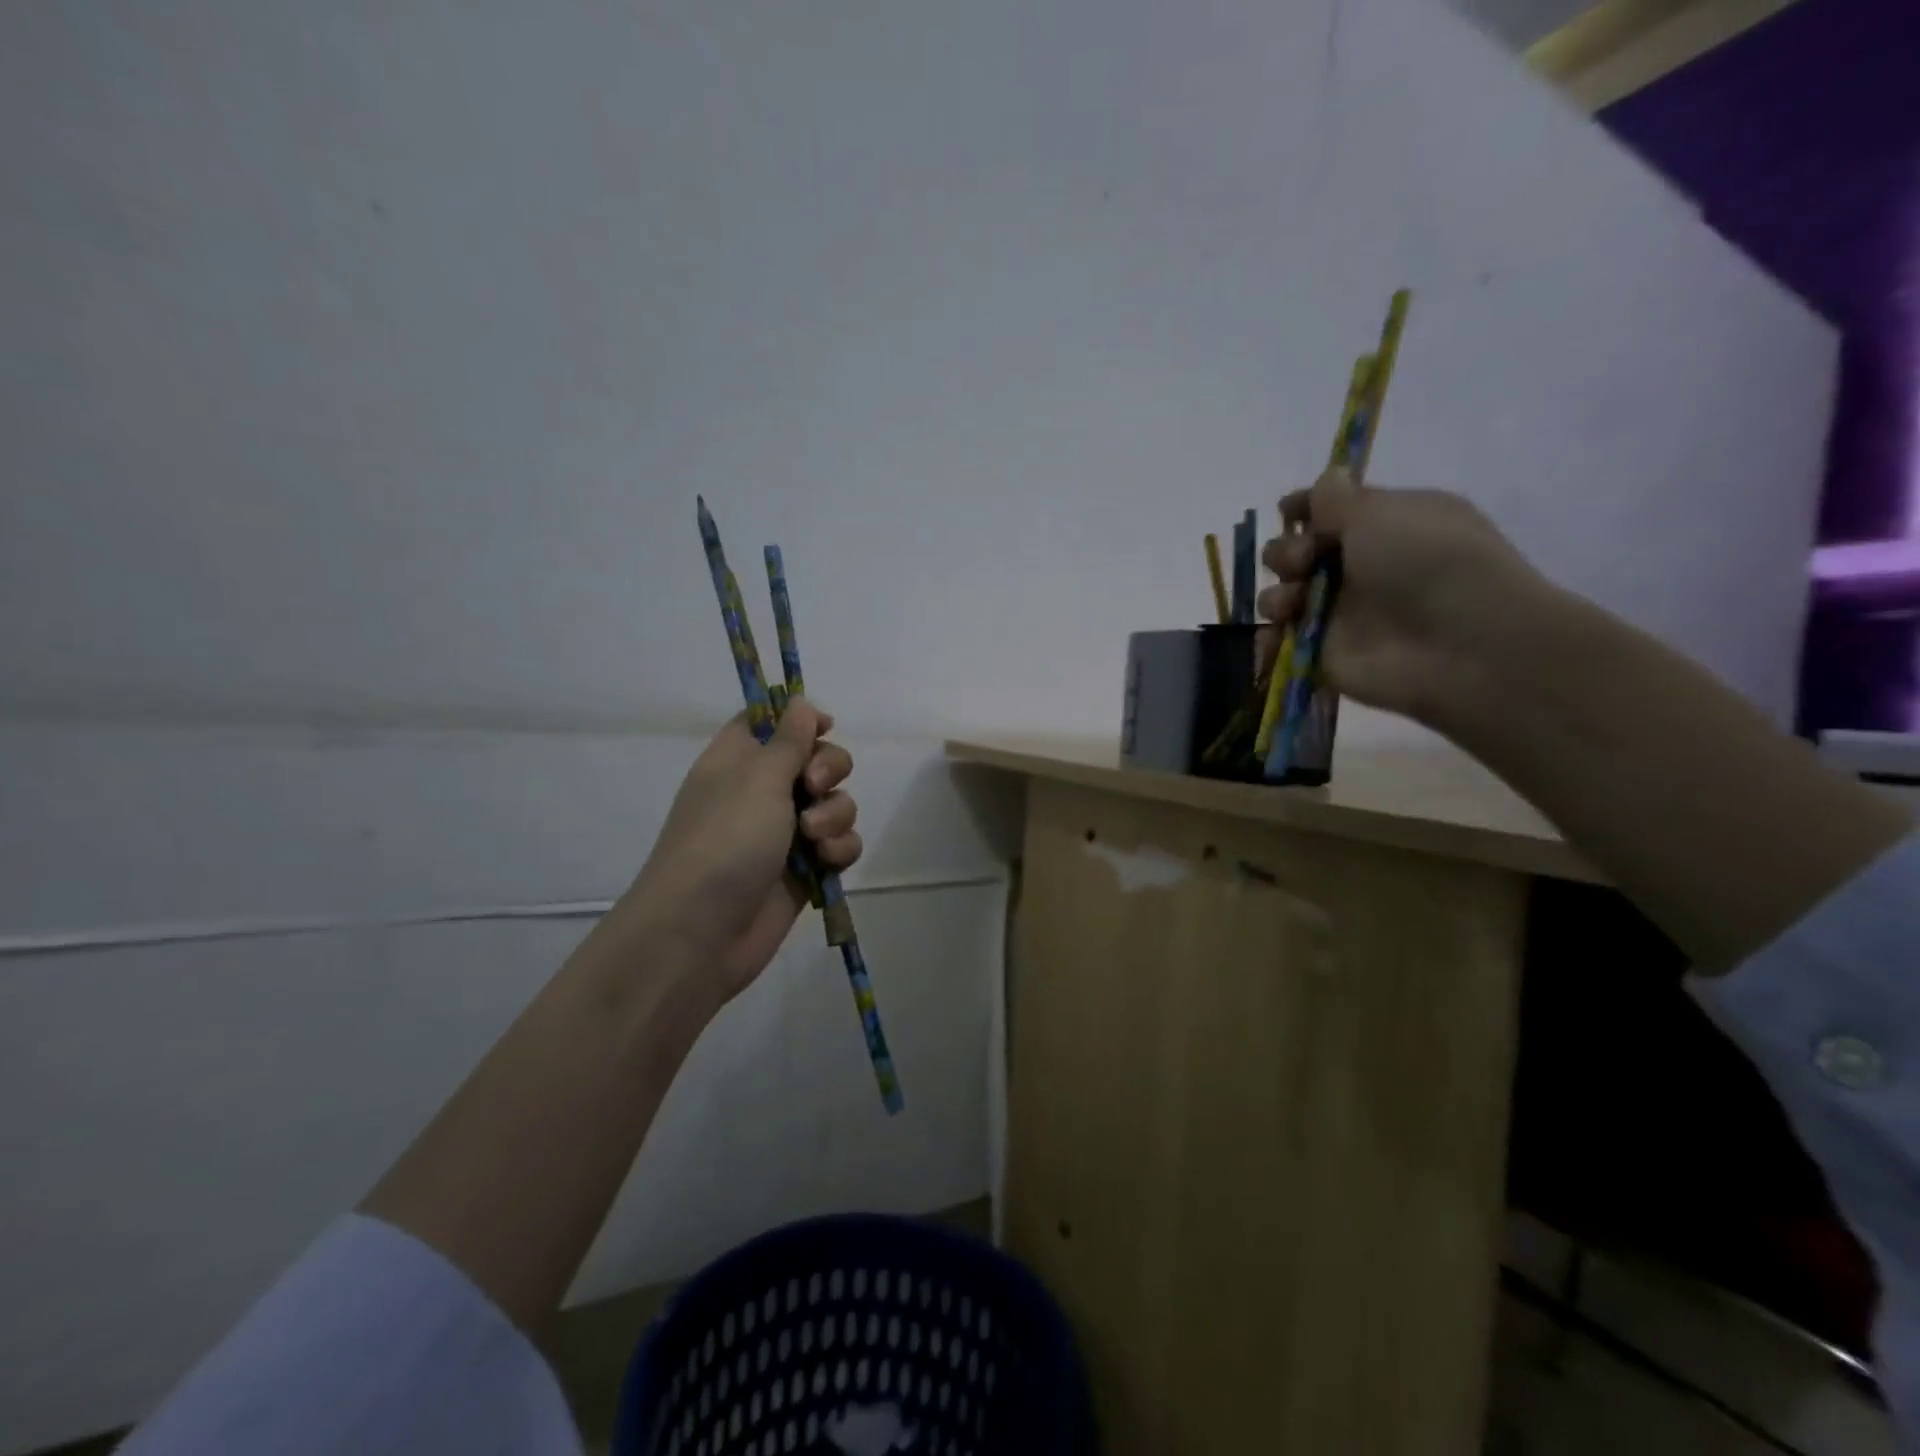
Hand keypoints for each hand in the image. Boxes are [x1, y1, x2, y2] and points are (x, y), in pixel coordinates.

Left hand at [615, 699, 860, 1006]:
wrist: (703, 932)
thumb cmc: (725, 840)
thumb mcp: (758, 778)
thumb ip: (789, 739)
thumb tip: (799, 700)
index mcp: (739, 760)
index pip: (770, 722)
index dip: (799, 719)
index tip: (823, 725)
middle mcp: (762, 791)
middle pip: (816, 759)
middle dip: (829, 769)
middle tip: (813, 786)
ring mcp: (785, 832)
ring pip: (835, 803)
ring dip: (835, 814)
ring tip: (814, 837)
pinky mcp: (805, 868)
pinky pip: (839, 843)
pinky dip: (839, 848)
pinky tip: (826, 861)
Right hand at [1257, 468, 1547, 724]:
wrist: (1458, 644)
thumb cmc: (1426, 561)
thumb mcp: (1379, 512)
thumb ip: (1337, 498)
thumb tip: (1328, 479)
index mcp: (1386, 524)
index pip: (1332, 510)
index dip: (1304, 507)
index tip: (1287, 510)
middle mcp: (1362, 565)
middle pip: (1299, 551)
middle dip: (1286, 551)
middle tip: (1303, 561)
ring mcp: (1342, 611)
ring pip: (1285, 592)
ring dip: (1278, 592)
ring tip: (1293, 602)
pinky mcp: (1325, 650)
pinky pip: (1283, 637)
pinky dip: (1272, 633)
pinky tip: (1278, 629)